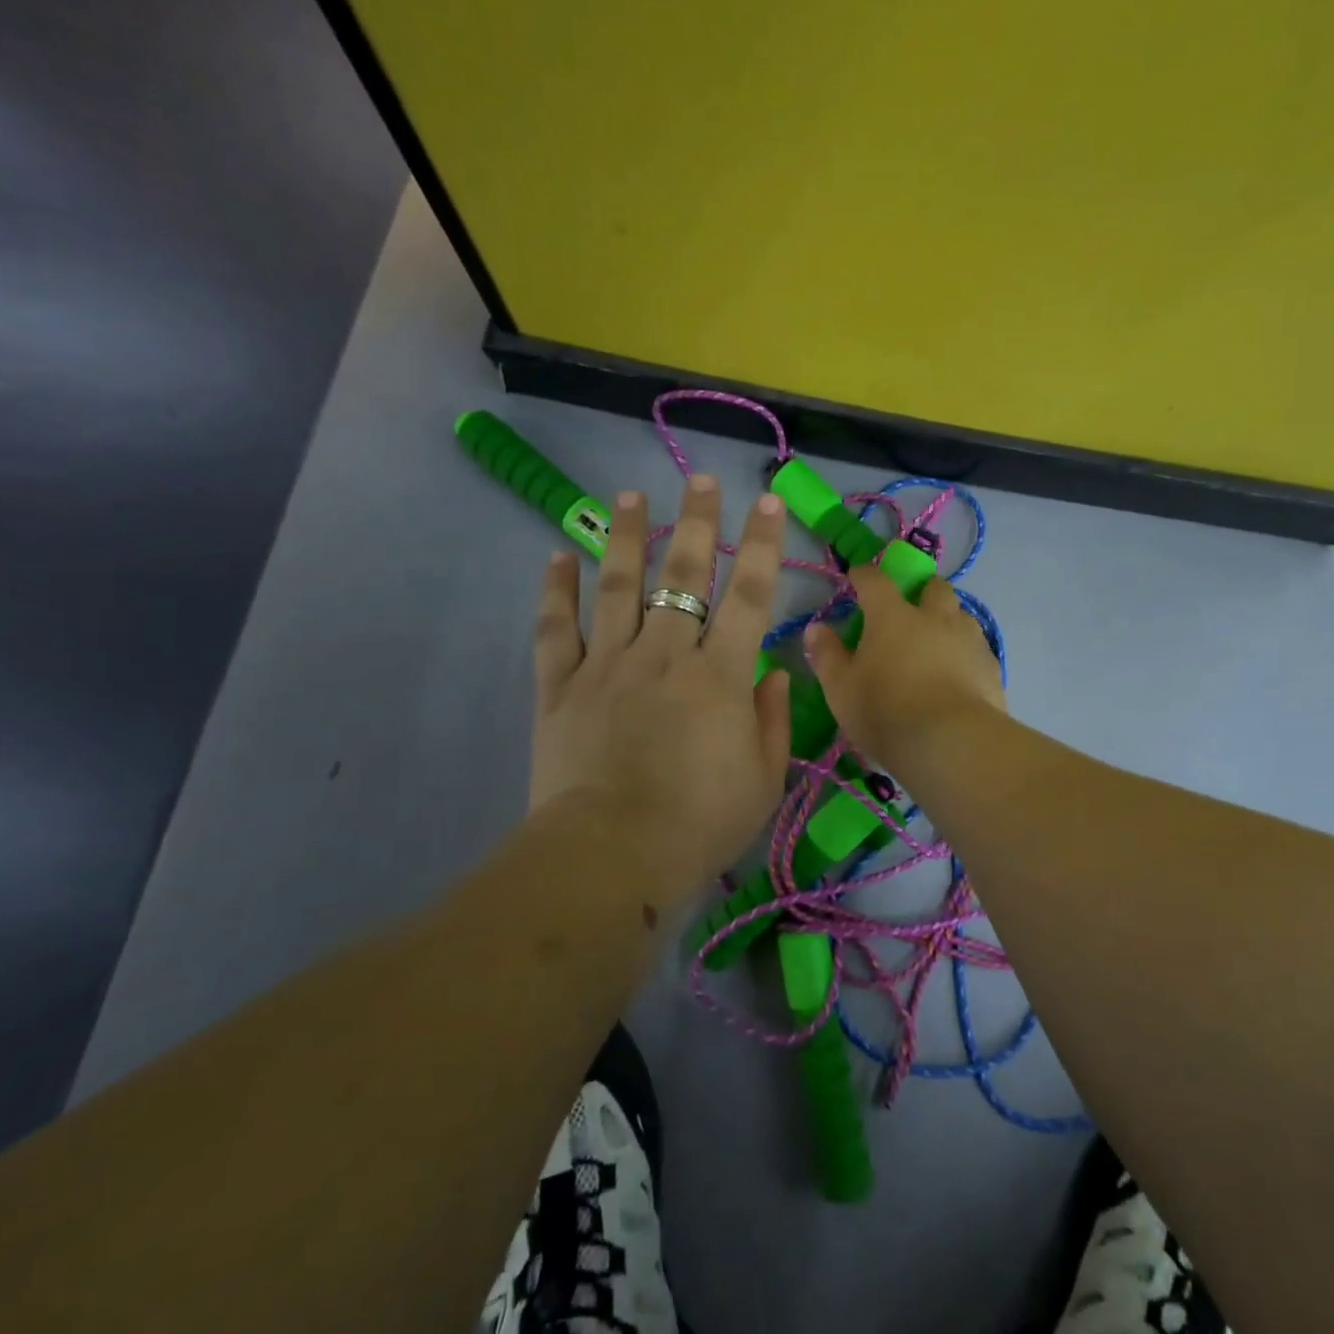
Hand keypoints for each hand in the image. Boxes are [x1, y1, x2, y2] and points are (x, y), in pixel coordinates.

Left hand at [529, 475, 790, 906]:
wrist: (613, 855)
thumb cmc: (701, 823)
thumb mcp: (764, 779)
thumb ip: (774, 719)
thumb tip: (776, 673)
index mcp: (720, 674)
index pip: (750, 594)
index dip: (763, 545)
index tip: (769, 501)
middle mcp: (665, 653)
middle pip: (683, 574)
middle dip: (697, 522)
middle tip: (701, 479)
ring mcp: (608, 664)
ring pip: (617, 585)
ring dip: (625, 536)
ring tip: (629, 496)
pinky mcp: (561, 685)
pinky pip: (557, 628)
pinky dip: (556, 591)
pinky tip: (557, 555)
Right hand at [803, 566, 1005, 769]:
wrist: (951, 743)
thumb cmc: (885, 711)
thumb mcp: (841, 689)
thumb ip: (827, 655)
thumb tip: (816, 628)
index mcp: (892, 616)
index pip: (875, 581)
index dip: (864, 575)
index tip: (857, 578)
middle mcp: (934, 617)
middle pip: (933, 587)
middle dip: (921, 590)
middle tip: (910, 609)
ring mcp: (968, 640)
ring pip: (961, 615)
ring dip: (948, 621)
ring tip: (937, 645)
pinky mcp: (991, 667)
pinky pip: (977, 649)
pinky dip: (965, 654)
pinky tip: (959, 676)